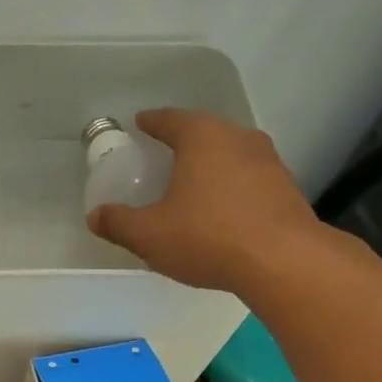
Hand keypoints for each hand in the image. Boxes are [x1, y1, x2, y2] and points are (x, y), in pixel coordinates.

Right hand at [87, 108, 320, 295]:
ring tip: (193, 183)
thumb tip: (96, 216)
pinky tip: (222, 210)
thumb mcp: (150, 235)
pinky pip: (248, 179)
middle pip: (204, 132)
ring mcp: (268, 162)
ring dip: (211, 165)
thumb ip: (119, 223)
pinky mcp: (286, 189)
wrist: (283, 262)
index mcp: (202, 137)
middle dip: (183, 142)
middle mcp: (238, 138)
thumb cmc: (208, 237)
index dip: (152, 122)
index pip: (171, 119)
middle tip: (164, 155)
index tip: (140, 123)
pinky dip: (231, 187)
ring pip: (230, 154)